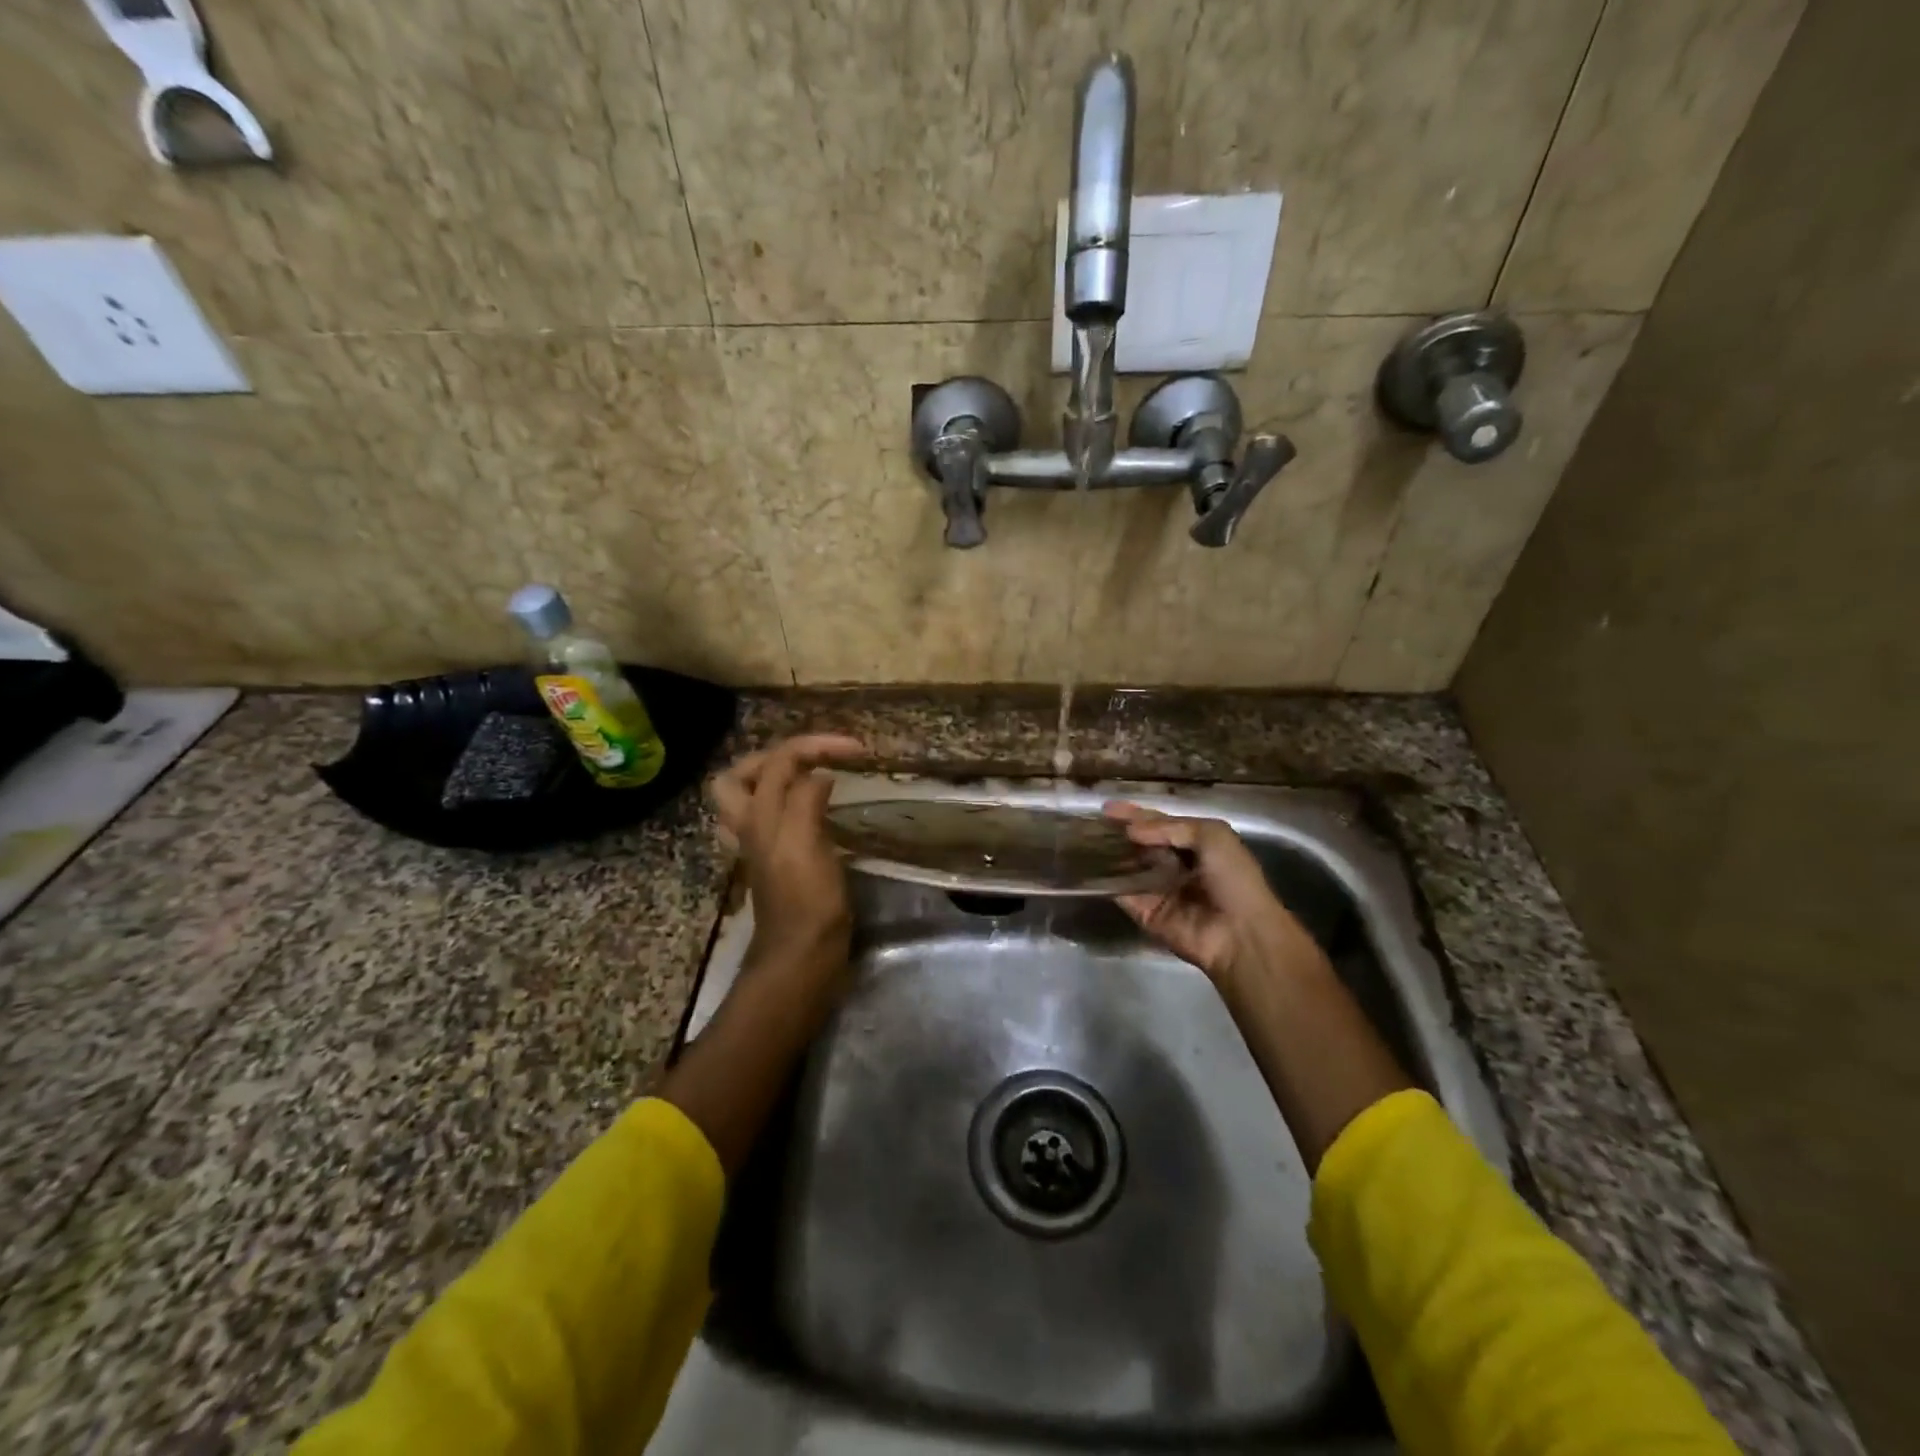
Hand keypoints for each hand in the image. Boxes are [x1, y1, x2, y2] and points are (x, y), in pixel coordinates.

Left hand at [708, 734, 866, 983]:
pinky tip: (817, 810)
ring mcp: (762, 845)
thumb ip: (806, 802)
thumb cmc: (807, 902)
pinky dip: (792, 805)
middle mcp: (753, 826)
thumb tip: (819, 775)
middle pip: (741, 775)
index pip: (778, 761)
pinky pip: (775, 820)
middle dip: (777, 756)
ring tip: (813, 776)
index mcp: (759, 816)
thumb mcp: (806, 845)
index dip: (817, 745)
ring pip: (751, 799)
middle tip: (816, 757)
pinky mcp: (779, 862)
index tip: (858, 751)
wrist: (803, 957)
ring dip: (778, 779)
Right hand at [1104, 801, 1325, 1000]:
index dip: (1134, 814)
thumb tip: (1130, 831)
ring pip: (1127, 866)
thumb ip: (1170, 827)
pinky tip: (1087, 868)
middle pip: (1139, 844)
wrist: (1241, 933)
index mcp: (1194, 844)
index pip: (1158, 824)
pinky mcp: (1145, 912)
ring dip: (1109, 854)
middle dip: (1118, 833)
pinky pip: (1122, 893)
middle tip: (1091, 823)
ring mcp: (1157, 889)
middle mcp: (1173, 864)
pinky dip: (1106, 882)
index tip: (1106, 808)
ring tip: (1083, 840)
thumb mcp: (1212, 836)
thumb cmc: (1233, 879)